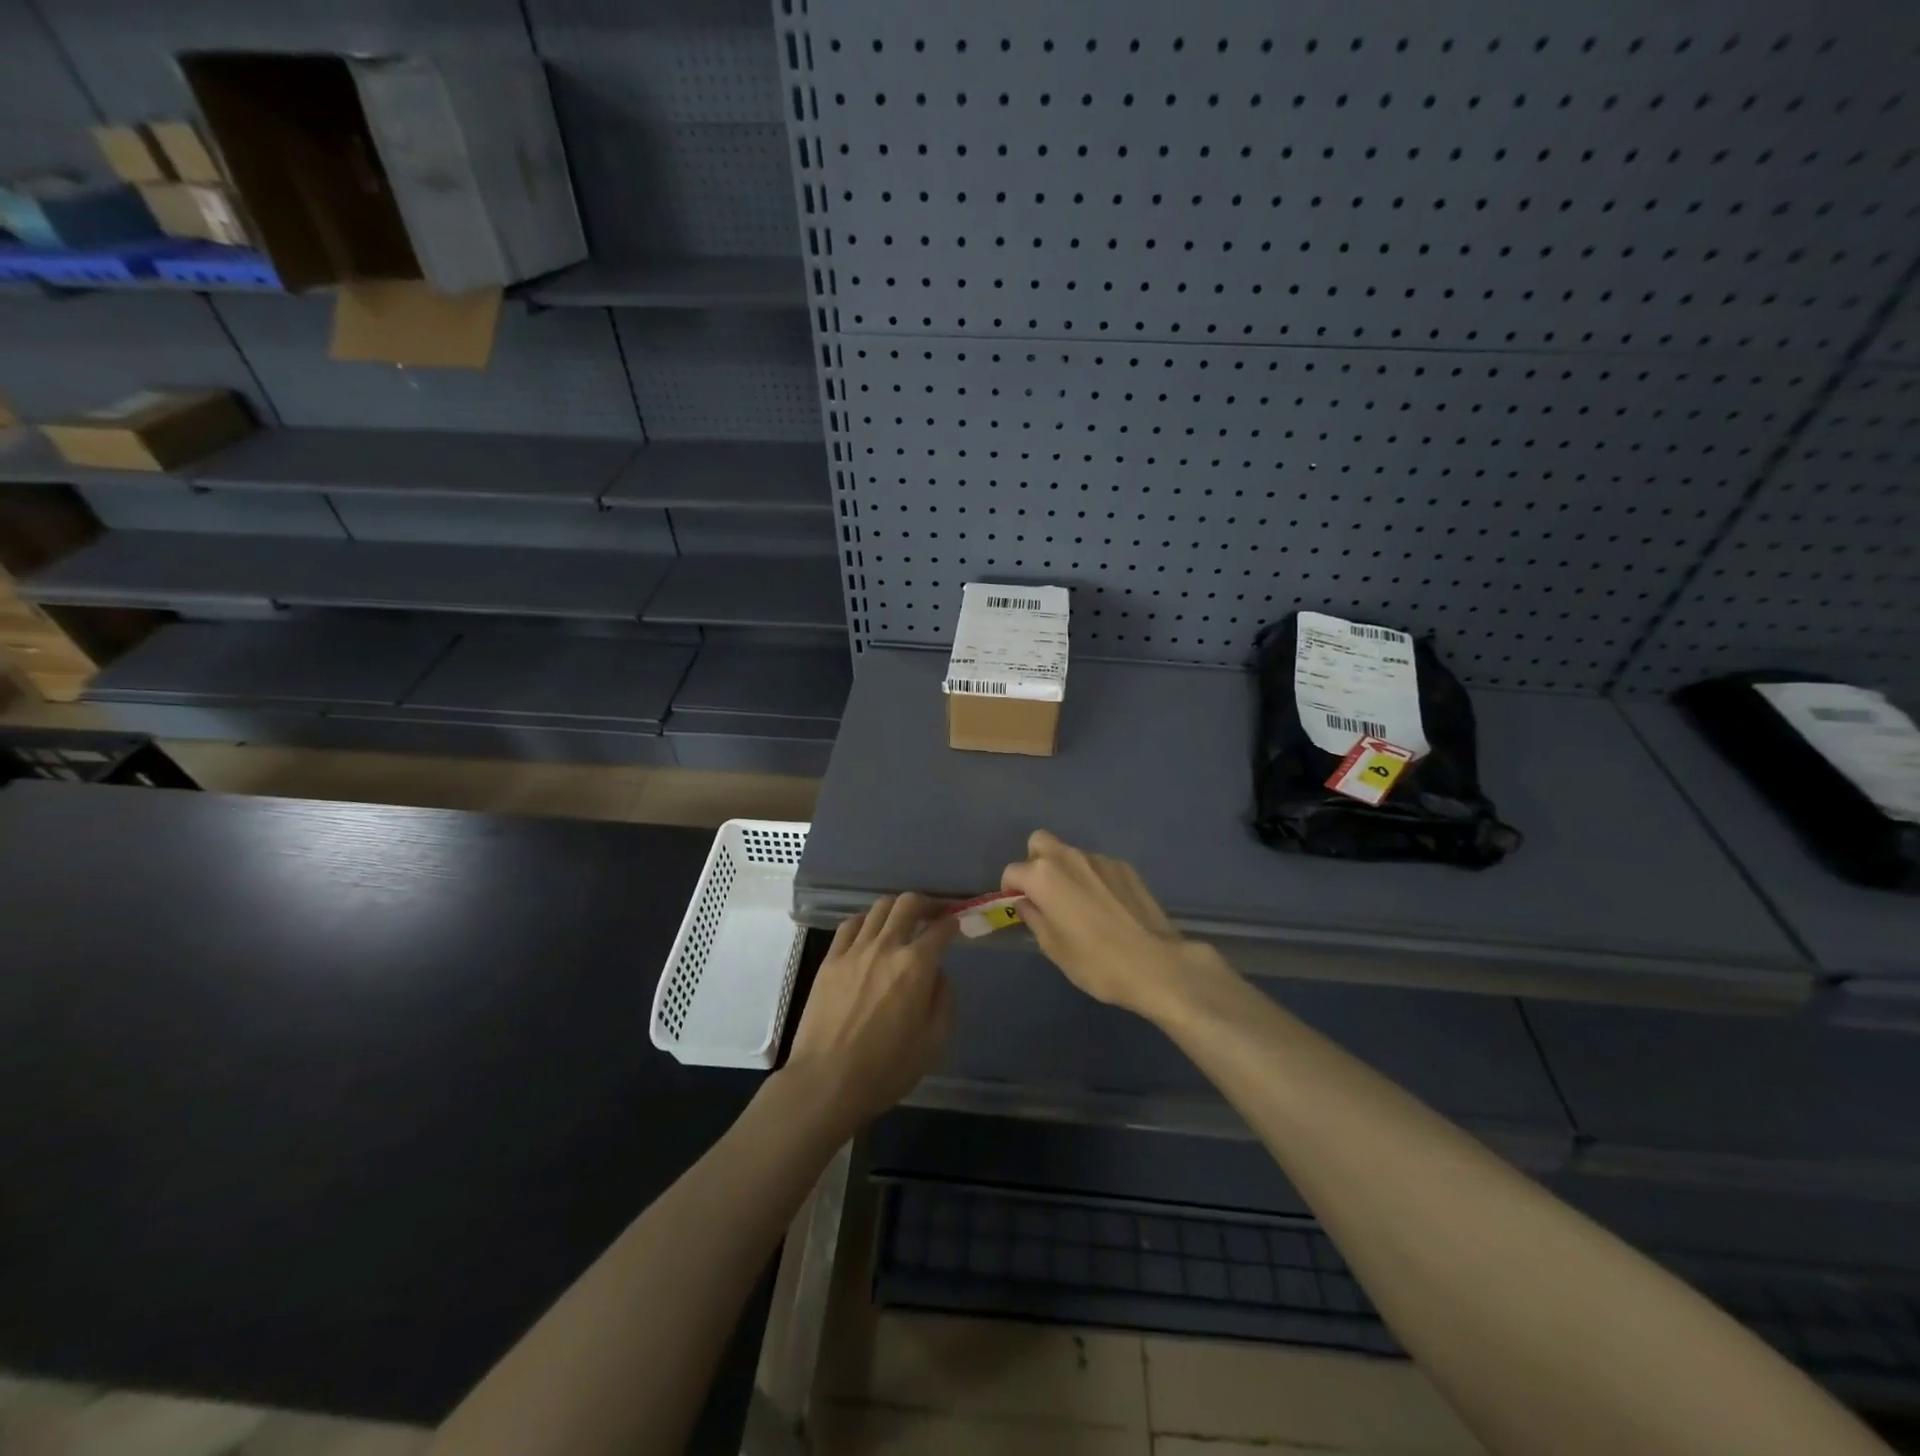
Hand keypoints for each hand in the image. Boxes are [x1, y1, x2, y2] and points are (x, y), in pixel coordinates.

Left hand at [783, 894, 955, 1132]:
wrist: (827, 1081)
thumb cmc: (887, 1068)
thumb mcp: (934, 1041)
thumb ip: (943, 999)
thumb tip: (937, 973)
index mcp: (916, 965)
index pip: (941, 929)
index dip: (952, 922)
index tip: (956, 924)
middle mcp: (886, 946)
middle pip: (908, 903)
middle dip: (927, 903)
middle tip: (934, 913)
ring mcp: (854, 950)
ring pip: (879, 908)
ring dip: (896, 909)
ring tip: (902, 922)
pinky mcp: (830, 960)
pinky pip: (850, 925)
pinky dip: (865, 921)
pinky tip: (869, 933)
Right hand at [1000, 830, 1218, 1018]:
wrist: (1156, 964)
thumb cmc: (1096, 962)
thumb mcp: (1053, 948)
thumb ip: (1034, 918)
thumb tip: (1025, 902)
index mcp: (1044, 876)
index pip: (1013, 871)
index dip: (1011, 889)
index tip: (1019, 907)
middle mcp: (1069, 857)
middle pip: (1040, 842)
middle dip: (1035, 862)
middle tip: (1045, 894)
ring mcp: (1100, 859)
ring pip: (1071, 854)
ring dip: (1067, 871)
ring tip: (1081, 904)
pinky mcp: (1125, 867)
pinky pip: (1098, 865)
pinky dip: (1094, 878)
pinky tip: (1108, 906)